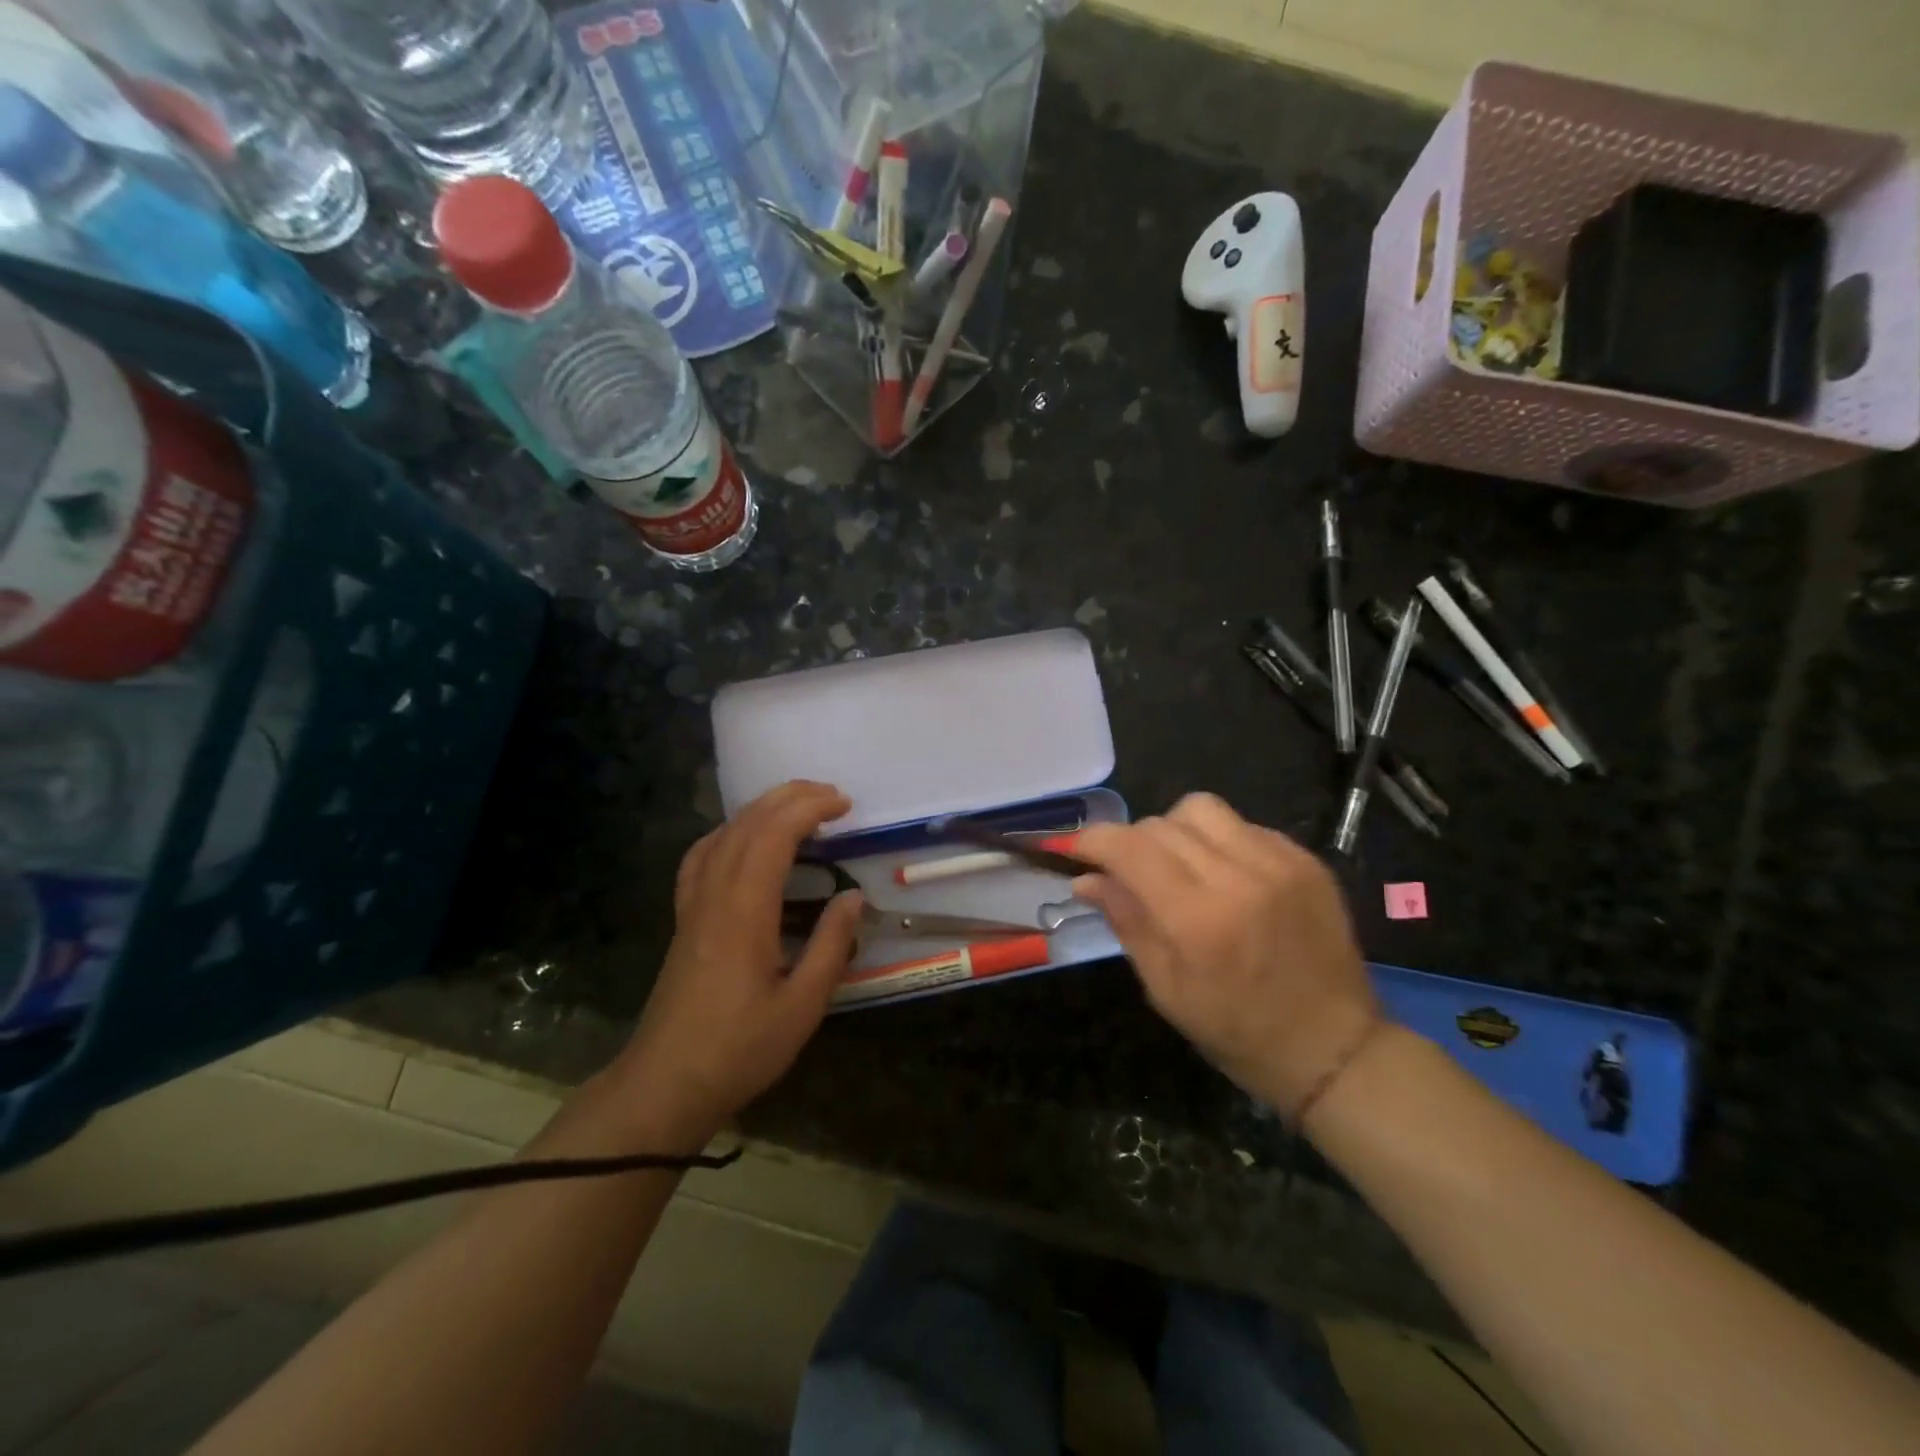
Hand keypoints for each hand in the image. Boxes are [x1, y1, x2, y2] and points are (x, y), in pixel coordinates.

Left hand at [614, 781, 862, 1141]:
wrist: (665, 1084)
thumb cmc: (740, 1048)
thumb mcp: (802, 1005)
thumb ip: (831, 945)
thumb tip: (854, 897)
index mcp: (744, 912)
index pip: (773, 836)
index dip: (809, 809)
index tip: (844, 804)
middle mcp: (714, 896)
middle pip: (747, 825)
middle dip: (789, 798)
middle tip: (832, 795)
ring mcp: (693, 905)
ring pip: (722, 835)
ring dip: (761, 810)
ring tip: (796, 805)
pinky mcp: (684, 920)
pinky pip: (701, 857)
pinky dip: (727, 833)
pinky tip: (741, 839)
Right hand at [1072, 794, 1379, 1116]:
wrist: (1334, 1048)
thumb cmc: (1238, 1032)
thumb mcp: (1166, 989)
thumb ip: (1126, 922)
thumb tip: (1086, 879)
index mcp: (1198, 919)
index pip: (1130, 848)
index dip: (1093, 840)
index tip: (1075, 849)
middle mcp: (1239, 877)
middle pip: (1160, 824)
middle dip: (1132, 842)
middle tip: (1130, 874)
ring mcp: (1279, 863)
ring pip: (1201, 810)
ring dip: (1175, 830)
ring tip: (1179, 866)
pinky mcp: (1306, 860)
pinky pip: (1243, 826)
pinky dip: (1219, 841)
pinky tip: (1224, 875)